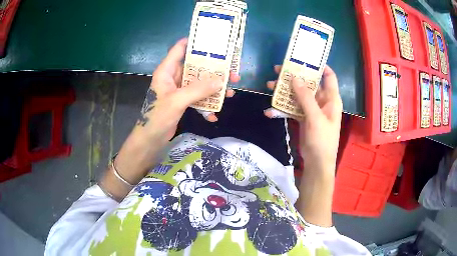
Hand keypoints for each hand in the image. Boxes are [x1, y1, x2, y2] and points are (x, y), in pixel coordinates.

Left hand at [137, 38, 239, 138]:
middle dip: (214, 70)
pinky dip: (206, 104)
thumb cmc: (158, 117)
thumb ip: (198, 90)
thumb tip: (221, 81)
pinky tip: (214, 114)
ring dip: (214, 88)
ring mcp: (179, 89)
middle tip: (232, 73)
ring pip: (199, 83)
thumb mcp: (178, 101)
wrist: (151, 139)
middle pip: (196, 67)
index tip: (213, 42)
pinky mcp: (182, 101)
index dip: (194, 42)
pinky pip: (197, 97)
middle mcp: (173, 77)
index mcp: (167, 70)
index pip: (179, 49)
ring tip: (230, 93)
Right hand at [264, 65, 341, 172]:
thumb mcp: (315, 117)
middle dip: (294, 77)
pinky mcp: (303, 117)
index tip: (305, 59)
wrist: (317, 162)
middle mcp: (322, 101)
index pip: (329, 76)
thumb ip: (305, 97)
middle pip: (309, 84)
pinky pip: (293, 108)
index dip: (320, 66)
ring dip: (285, 91)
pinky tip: (270, 111)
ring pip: (298, 95)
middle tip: (278, 70)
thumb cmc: (322, 139)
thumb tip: (295, 77)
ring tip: (269, 86)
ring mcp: (312, 110)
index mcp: (331, 99)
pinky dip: (282, 109)